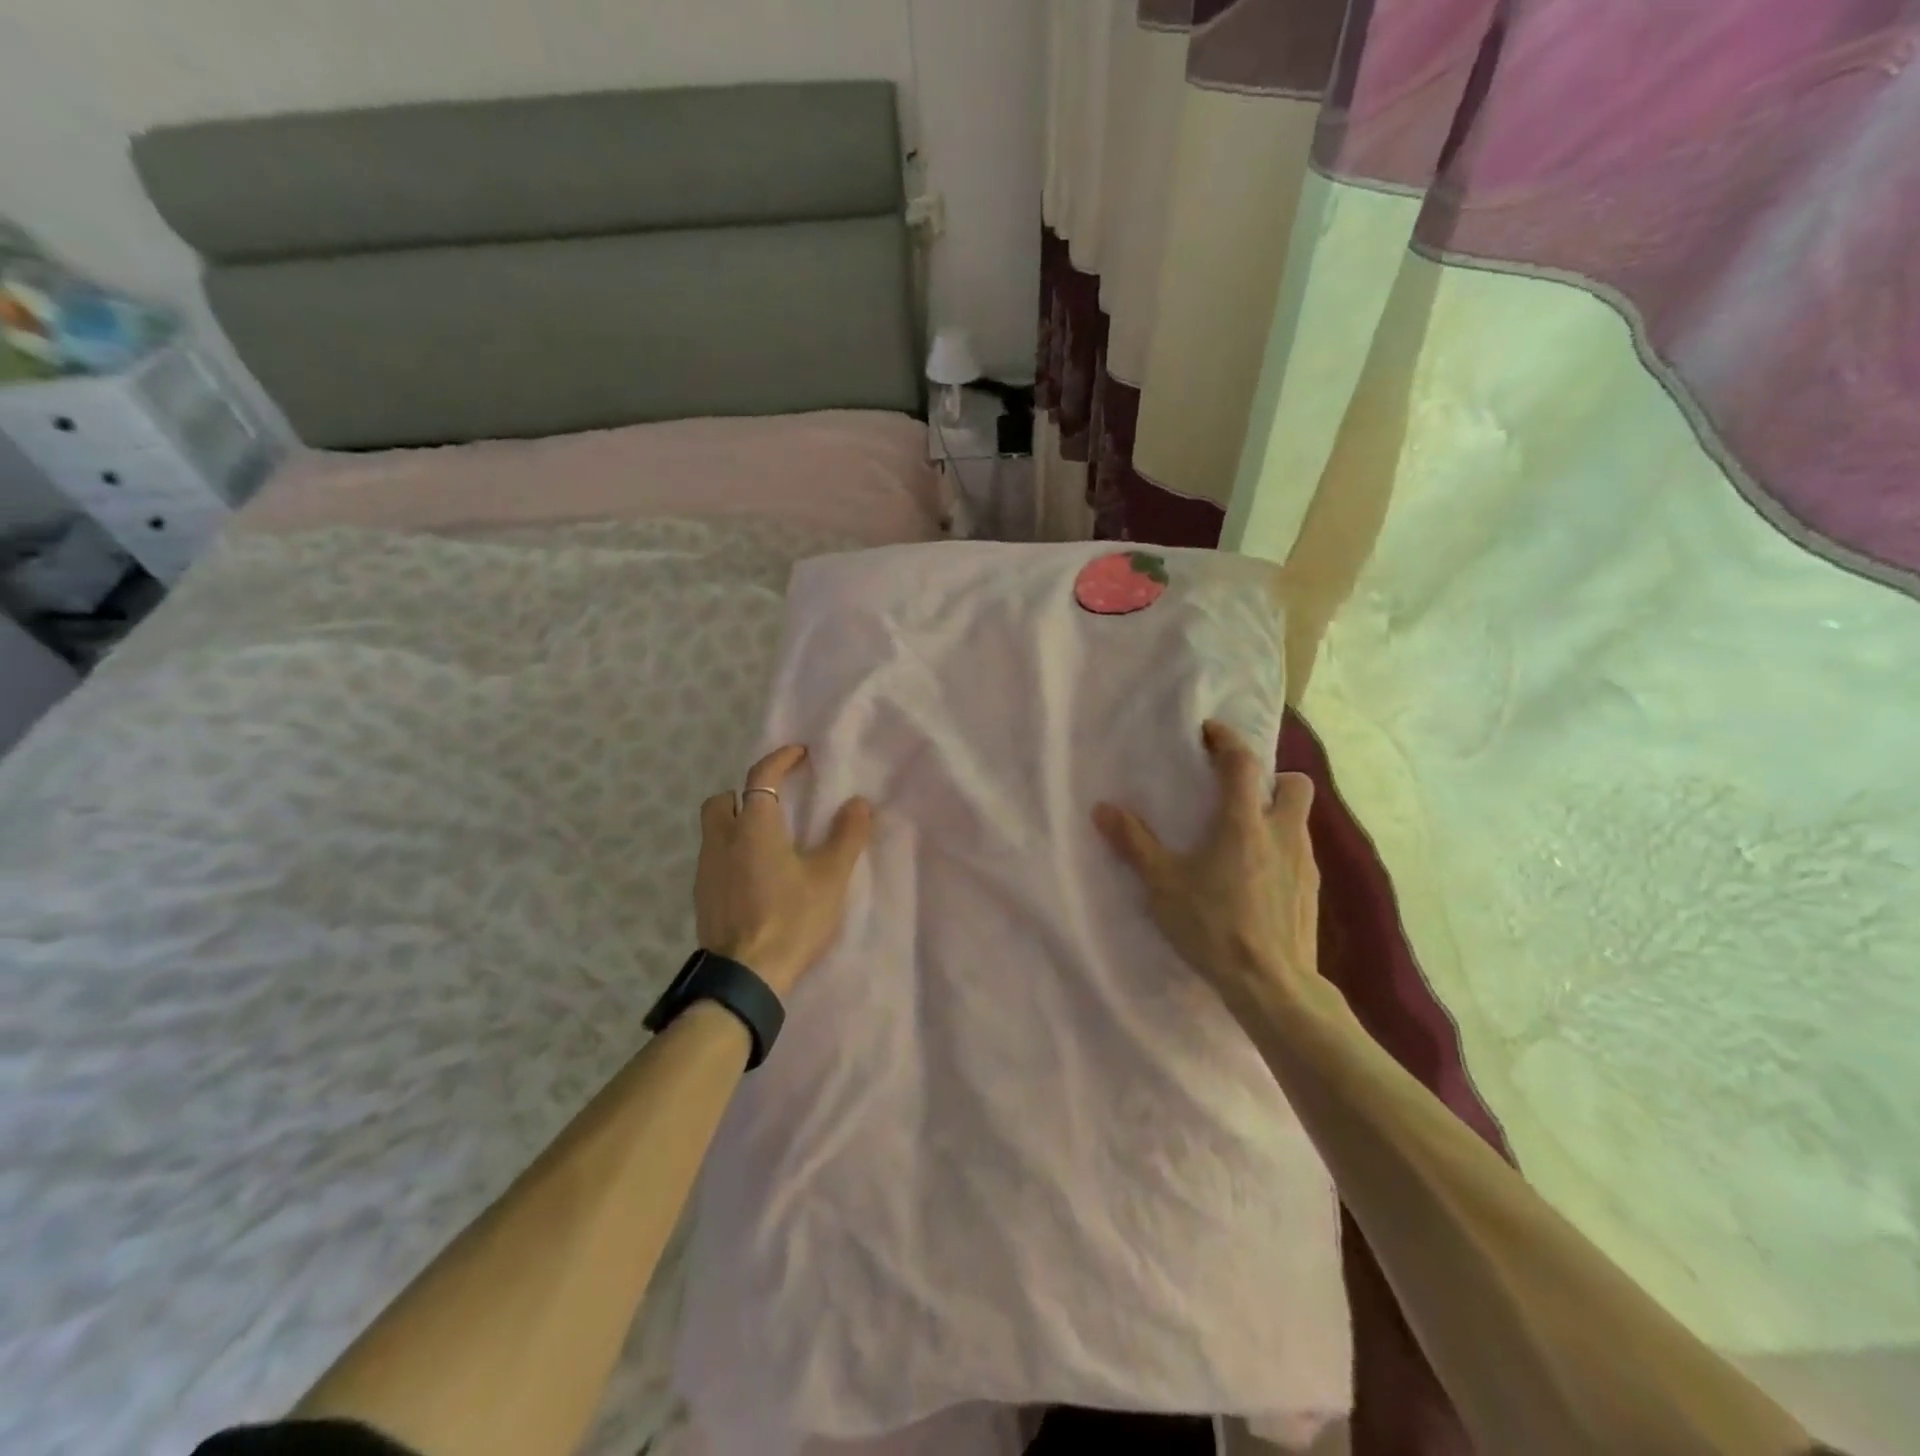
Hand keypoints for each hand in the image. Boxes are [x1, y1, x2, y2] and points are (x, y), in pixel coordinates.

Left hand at [697, 745, 872, 997]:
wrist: (746, 977)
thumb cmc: (792, 919)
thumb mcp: (830, 877)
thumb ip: (846, 835)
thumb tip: (858, 802)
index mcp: (754, 826)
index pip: (762, 776)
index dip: (781, 759)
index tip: (800, 754)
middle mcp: (722, 839)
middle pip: (723, 799)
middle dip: (745, 793)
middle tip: (775, 804)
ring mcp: (706, 869)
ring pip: (714, 830)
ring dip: (737, 824)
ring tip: (768, 843)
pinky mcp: (701, 896)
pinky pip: (714, 859)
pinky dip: (732, 853)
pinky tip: (754, 876)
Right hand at [1093, 720, 1329, 1019]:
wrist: (1271, 984)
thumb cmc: (1213, 925)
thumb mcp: (1162, 884)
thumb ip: (1134, 843)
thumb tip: (1103, 808)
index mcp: (1244, 822)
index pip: (1242, 762)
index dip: (1227, 739)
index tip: (1210, 731)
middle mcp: (1282, 832)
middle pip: (1294, 784)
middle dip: (1272, 778)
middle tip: (1240, 794)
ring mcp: (1304, 863)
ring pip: (1300, 820)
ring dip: (1276, 815)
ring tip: (1243, 838)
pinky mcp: (1312, 893)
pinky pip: (1300, 853)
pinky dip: (1281, 850)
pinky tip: (1257, 877)